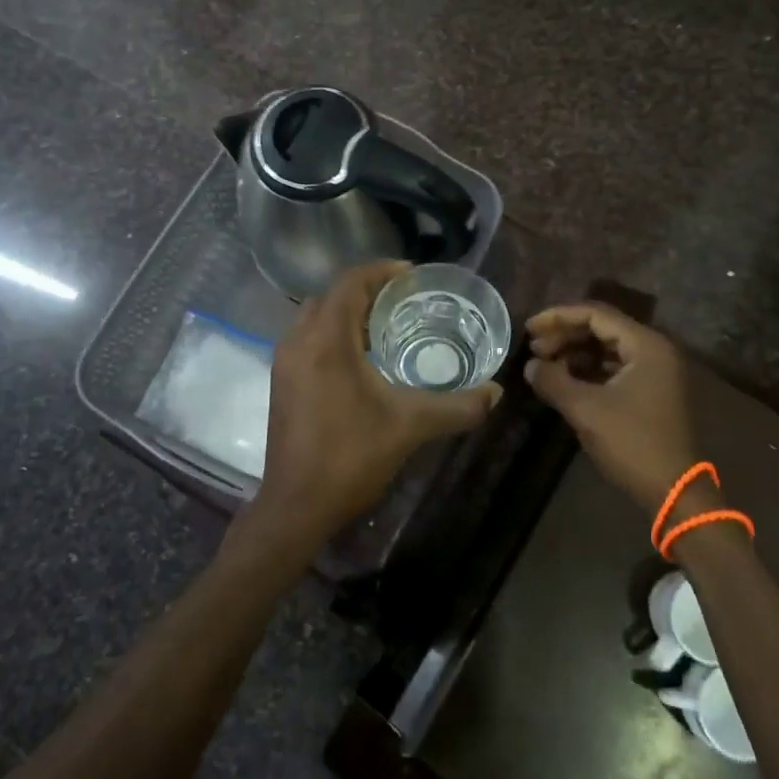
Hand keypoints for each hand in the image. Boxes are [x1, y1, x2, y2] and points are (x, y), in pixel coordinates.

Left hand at [244, 262, 501, 559]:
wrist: (296, 507)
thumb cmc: (350, 457)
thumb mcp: (411, 427)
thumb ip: (457, 407)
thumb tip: (496, 392)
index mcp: (326, 340)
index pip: (350, 282)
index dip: (381, 271)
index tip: (412, 276)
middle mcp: (298, 341)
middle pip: (331, 295)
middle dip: (365, 291)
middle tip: (402, 301)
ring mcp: (284, 363)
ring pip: (315, 317)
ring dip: (347, 313)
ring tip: (385, 326)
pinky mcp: (282, 383)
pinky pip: (308, 339)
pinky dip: (332, 334)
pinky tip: (361, 360)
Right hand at [525, 303, 699, 515]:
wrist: (674, 492)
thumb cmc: (632, 444)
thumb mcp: (586, 410)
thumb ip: (554, 381)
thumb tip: (530, 366)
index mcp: (645, 345)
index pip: (596, 314)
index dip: (559, 317)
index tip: (529, 328)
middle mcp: (653, 350)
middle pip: (602, 328)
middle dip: (565, 335)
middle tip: (533, 348)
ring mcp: (655, 372)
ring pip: (607, 349)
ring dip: (575, 353)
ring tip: (544, 364)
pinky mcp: (651, 391)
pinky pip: (615, 367)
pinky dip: (589, 370)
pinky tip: (565, 380)